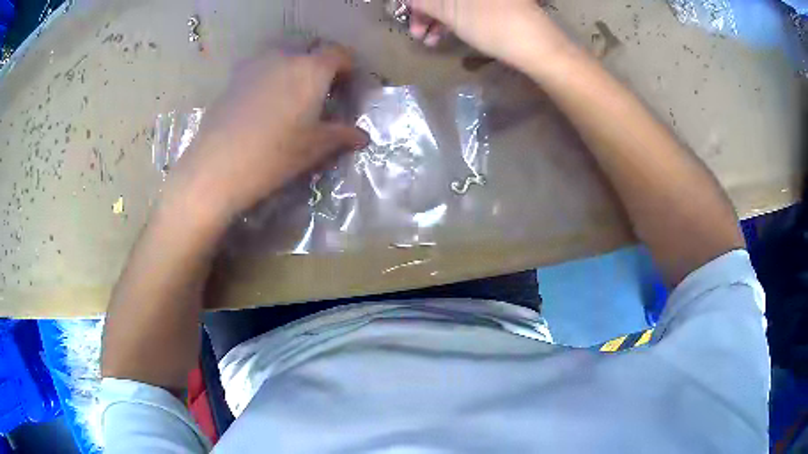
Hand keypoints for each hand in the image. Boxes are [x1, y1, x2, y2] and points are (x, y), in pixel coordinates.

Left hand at [164, 44, 368, 225]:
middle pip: (310, 51)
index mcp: (312, 69)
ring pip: (283, 56)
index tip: (347, 86)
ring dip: (293, 68)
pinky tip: (263, 103)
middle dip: (320, 65)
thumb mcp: (314, 147)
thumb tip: (363, 137)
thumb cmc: (274, 155)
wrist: (217, 166)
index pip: (339, 54)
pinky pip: (261, 67)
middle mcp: (285, 57)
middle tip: (320, 91)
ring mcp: (256, 64)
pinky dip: (270, 77)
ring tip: (290, 96)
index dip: (348, 67)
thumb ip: (342, 135)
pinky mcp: (234, 77)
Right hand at [407, 0, 569, 70]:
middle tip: (414, 29)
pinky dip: (451, 20)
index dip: (415, 2)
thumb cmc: (494, 25)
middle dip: (424, 9)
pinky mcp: (495, 6)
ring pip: (452, 1)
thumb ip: (425, 2)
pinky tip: (441, 36)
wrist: (539, 48)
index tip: (404, 11)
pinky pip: (465, 8)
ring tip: (426, 40)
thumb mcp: (452, 12)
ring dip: (434, 18)